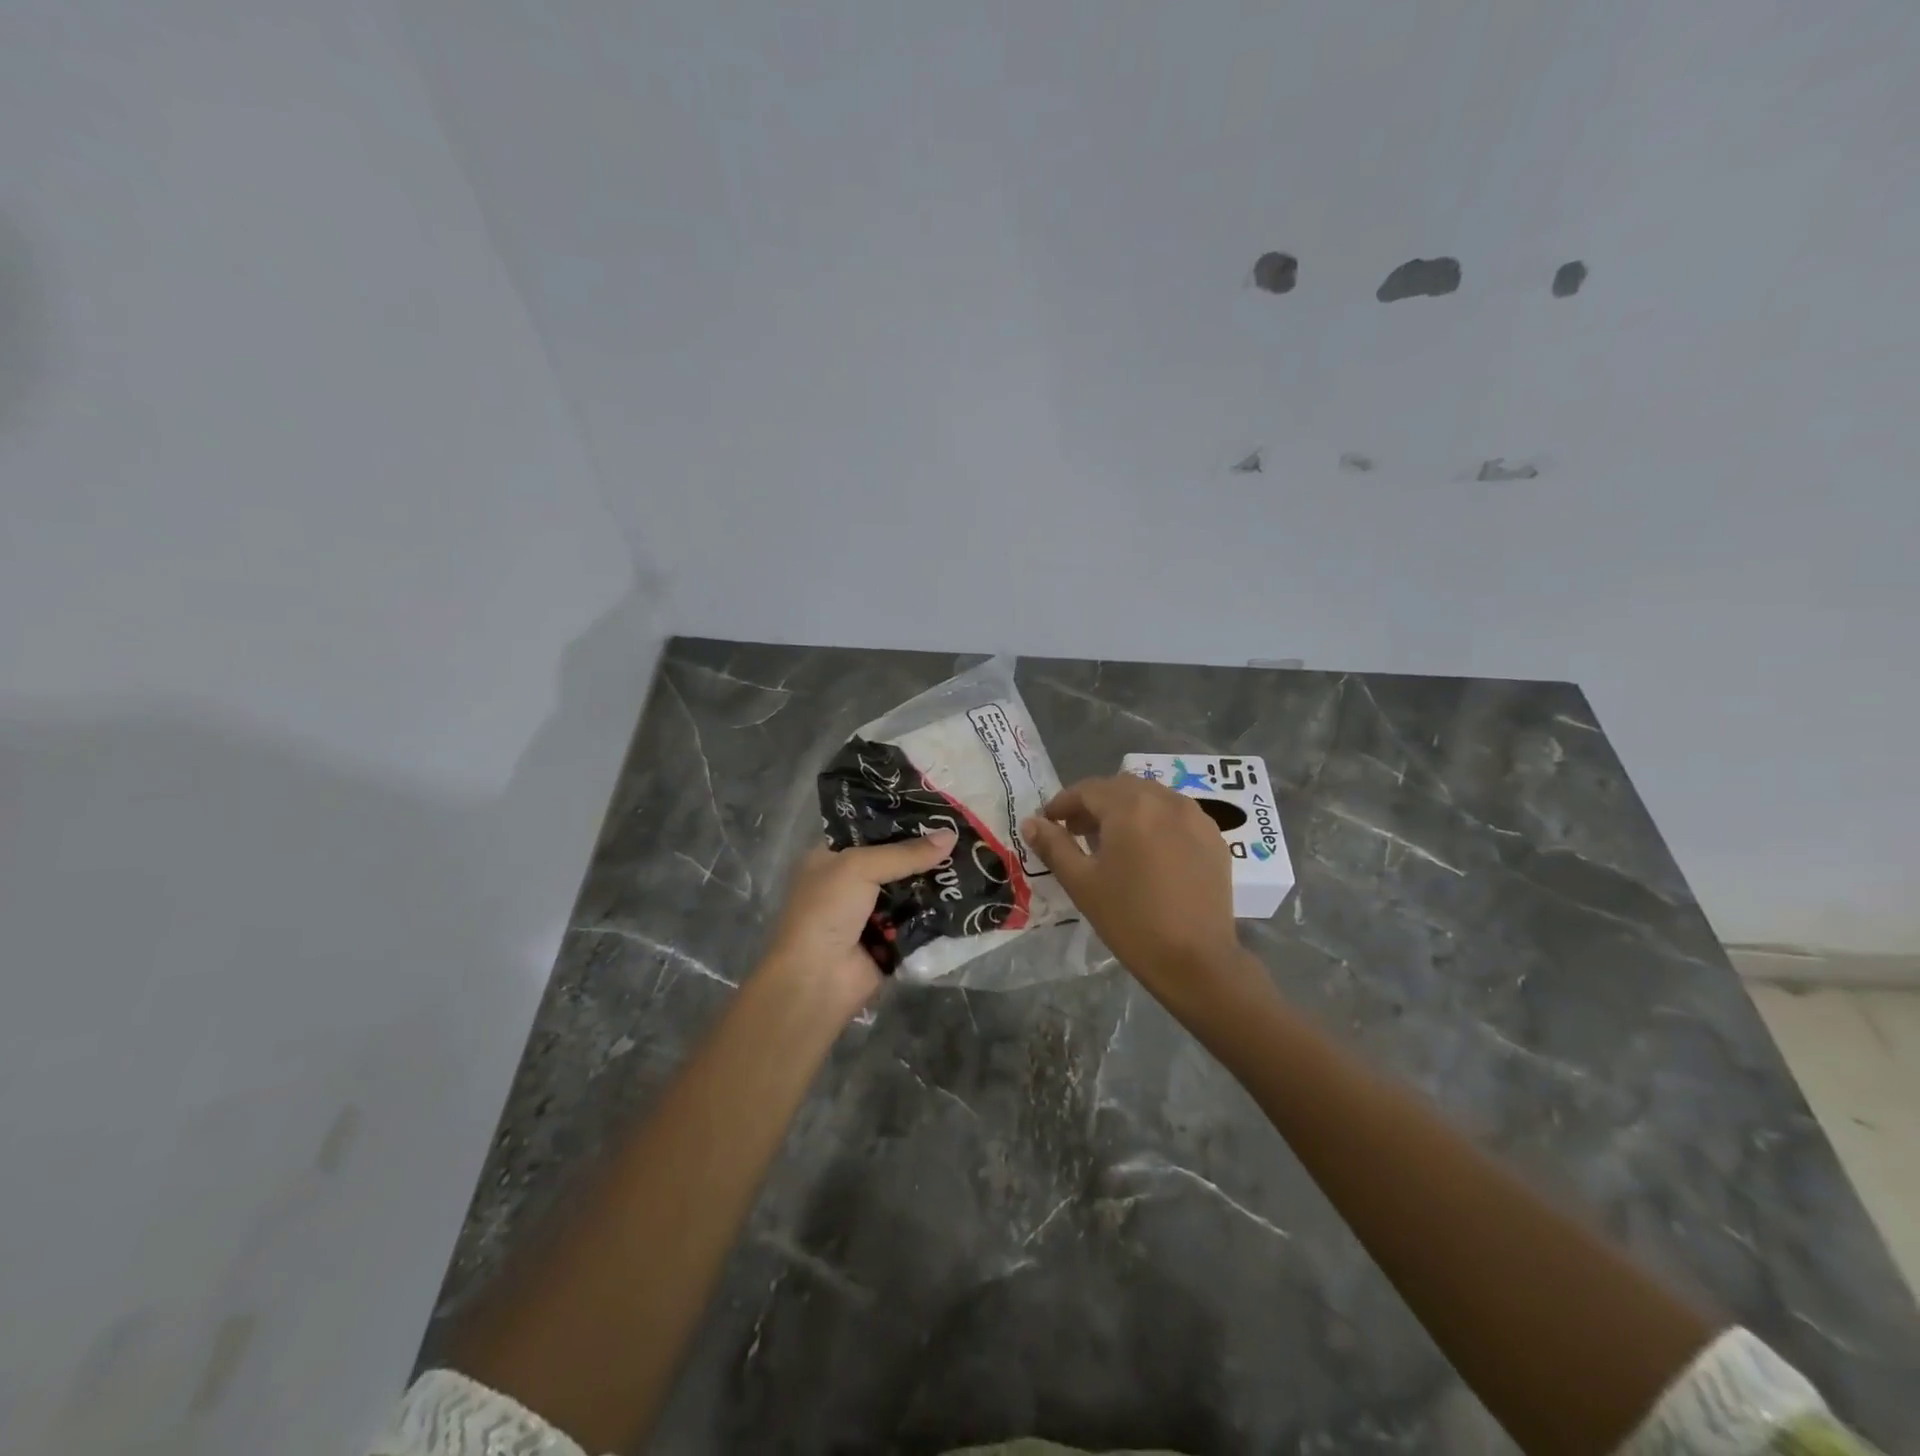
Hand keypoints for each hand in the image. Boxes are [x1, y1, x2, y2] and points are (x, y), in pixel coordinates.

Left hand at [763, 831, 957, 1015]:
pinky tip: (969, 894)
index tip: (939, 810)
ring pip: (911, 890)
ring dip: (936, 881)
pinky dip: (939, 911)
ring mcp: (871, 913)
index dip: (902, 821)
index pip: (871, 831)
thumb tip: (951, 835)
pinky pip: (920, 920)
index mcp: (831, 858)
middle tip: (965, 835)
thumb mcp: (859, 868)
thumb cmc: (826, 911)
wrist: (817, 979)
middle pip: (896, 860)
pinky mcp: (891, 940)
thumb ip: (905, 853)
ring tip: (975, 859)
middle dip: (926, 852)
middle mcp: (850, 883)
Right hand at [1023, 776, 1258, 1012]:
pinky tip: (1148, 851)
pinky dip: (1155, 821)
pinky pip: (1177, 815)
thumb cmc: (1130, 920)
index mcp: (1130, 807)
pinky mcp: (1214, 838)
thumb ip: (1054, 846)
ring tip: (1112, 841)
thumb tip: (1030, 822)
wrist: (1196, 960)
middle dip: (1094, 803)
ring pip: (1151, 797)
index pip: (1088, 790)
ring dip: (1126, 809)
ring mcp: (1195, 817)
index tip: (1048, 822)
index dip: (1063, 803)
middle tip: (1076, 831)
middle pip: (1121, 788)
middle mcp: (1165, 800)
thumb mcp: (1082, 882)